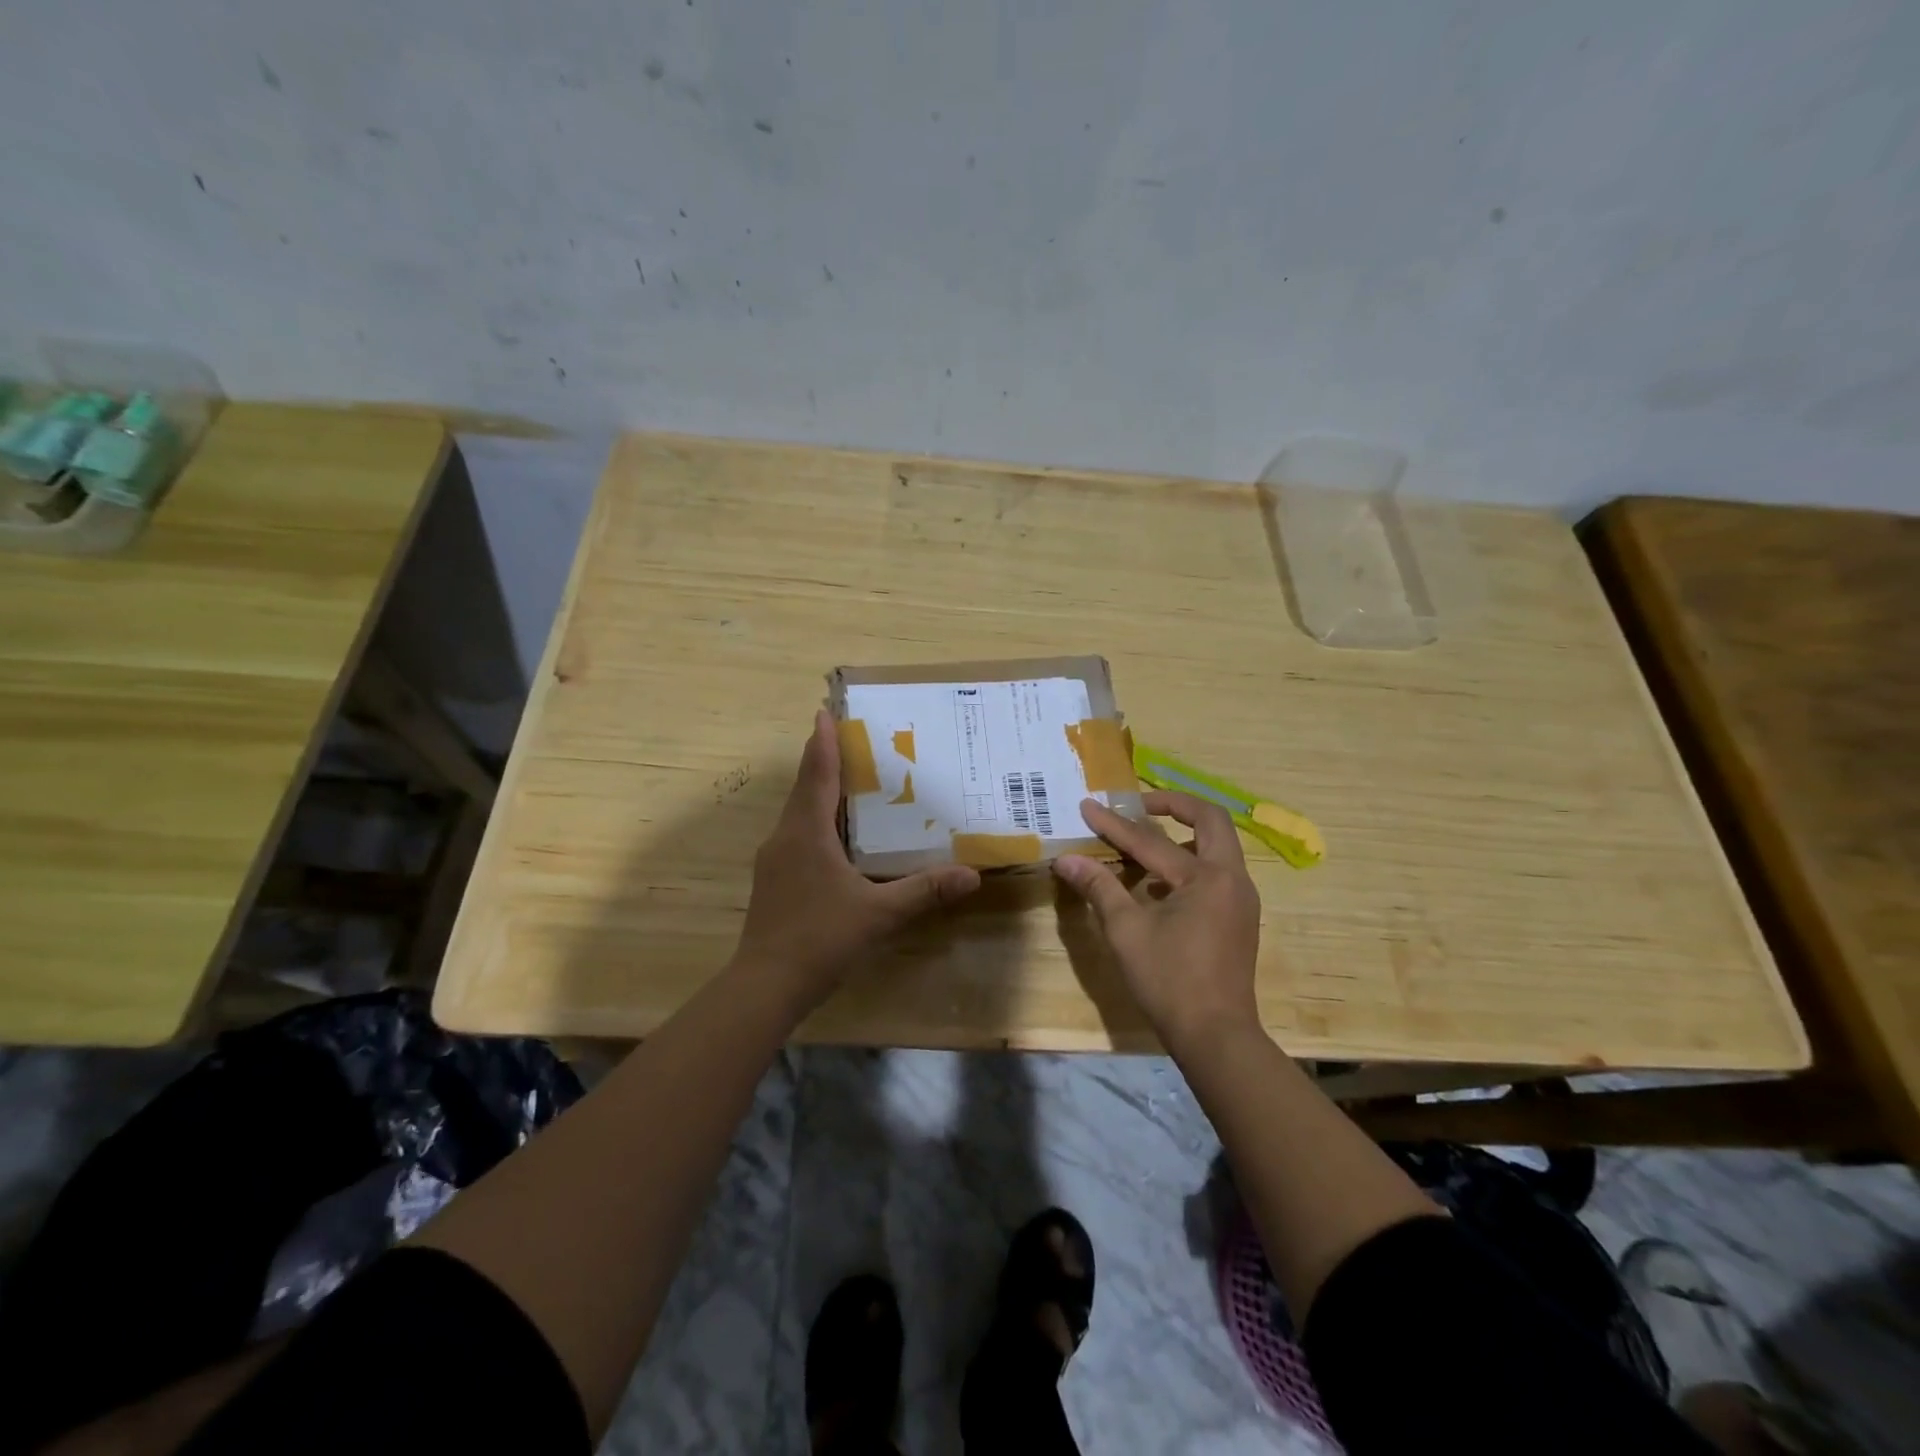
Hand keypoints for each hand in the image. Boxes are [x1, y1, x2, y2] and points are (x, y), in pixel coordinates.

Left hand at [732, 710, 981, 1013]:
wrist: (765, 986)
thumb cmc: (820, 938)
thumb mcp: (879, 914)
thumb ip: (925, 891)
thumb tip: (971, 875)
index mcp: (806, 832)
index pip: (816, 773)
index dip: (822, 741)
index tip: (825, 711)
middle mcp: (785, 837)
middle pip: (805, 788)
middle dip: (824, 761)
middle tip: (852, 743)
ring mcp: (774, 861)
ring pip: (799, 814)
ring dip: (820, 793)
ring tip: (851, 783)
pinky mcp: (773, 881)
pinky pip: (797, 836)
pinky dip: (817, 823)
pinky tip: (838, 838)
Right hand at [1053, 791, 1262, 1052]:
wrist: (1216, 1036)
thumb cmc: (1169, 980)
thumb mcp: (1126, 931)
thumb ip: (1099, 887)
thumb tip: (1066, 859)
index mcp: (1206, 877)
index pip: (1151, 841)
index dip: (1114, 824)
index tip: (1088, 805)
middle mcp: (1232, 878)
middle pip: (1210, 820)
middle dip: (1173, 805)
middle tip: (1138, 805)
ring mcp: (1241, 898)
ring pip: (1217, 846)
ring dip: (1184, 834)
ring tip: (1145, 841)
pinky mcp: (1239, 917)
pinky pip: (1216, 872)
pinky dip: (1190, 862)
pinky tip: (1159, 883)